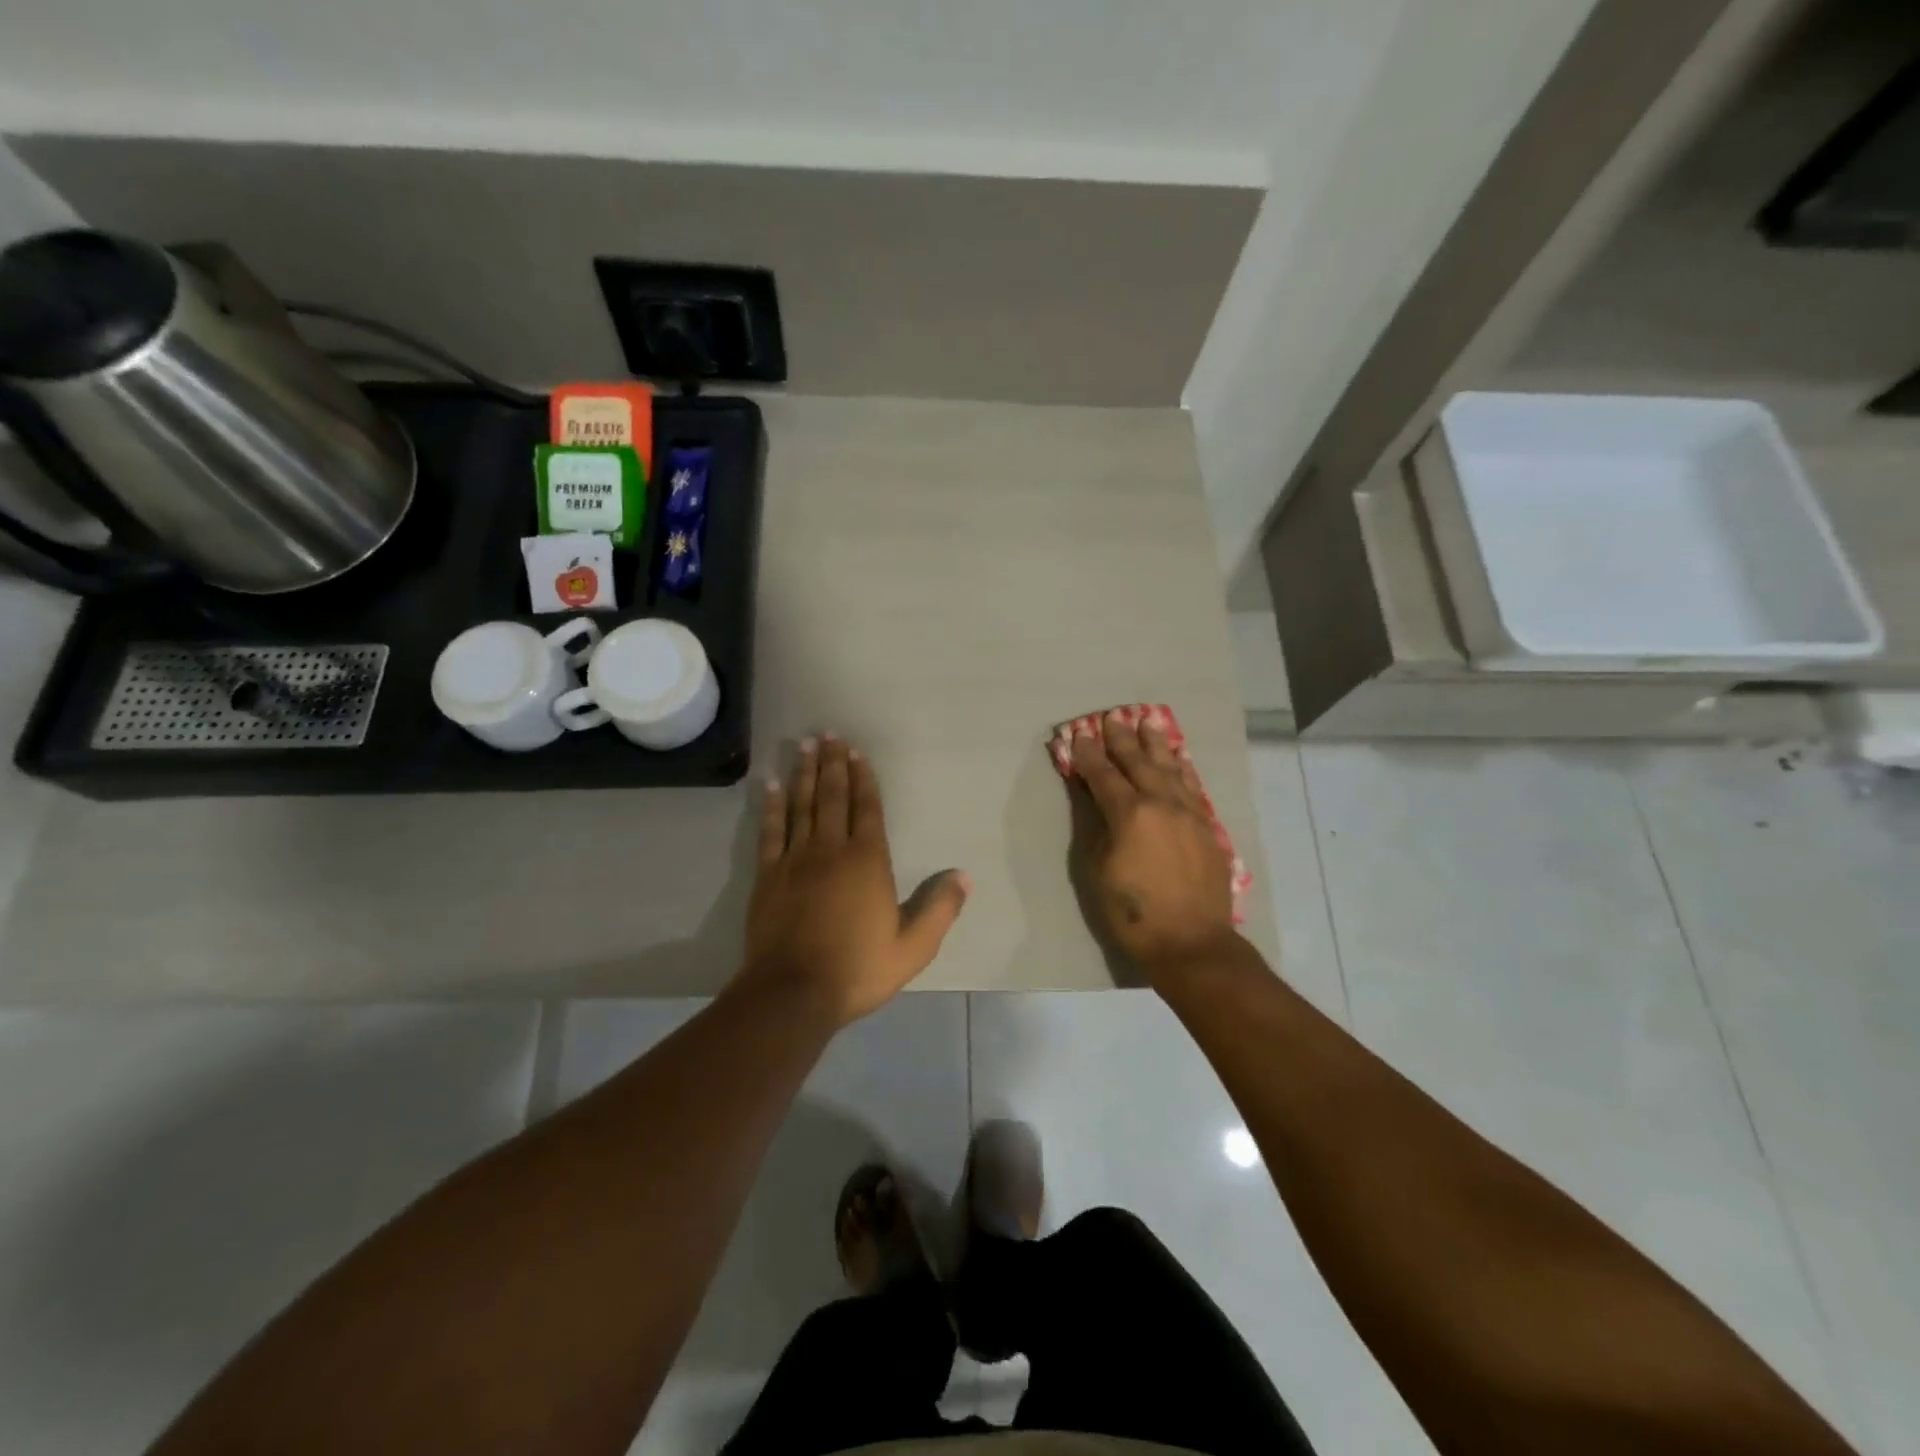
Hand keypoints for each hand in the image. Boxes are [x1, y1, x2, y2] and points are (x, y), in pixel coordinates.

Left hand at [739, 735, 968, 1026]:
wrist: (793, 993)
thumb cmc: (858, 969)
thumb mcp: (913, 947)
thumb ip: (940, 908)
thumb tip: (965, 875)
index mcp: (868, 862)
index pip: (867, 810)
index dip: (864, 780)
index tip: (858, 754)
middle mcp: (831, 850)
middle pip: (832, 798)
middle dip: (833, 764)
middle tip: (830, 735)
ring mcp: (795, 860)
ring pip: (801, 806)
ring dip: (804, 774)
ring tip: (804, 745)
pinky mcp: (768, 875)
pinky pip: (770, 831)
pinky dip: (772, 806)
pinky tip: (771, 785)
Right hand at [1071, 711, 1237, 978]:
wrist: (1190, 942)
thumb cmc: (1132, 912)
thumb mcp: (1097, 869)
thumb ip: (1095, 825)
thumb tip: (1090, 794)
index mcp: (1130, 813)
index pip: (1104, 775)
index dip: (1088, 754)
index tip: (1079, 734)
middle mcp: (1162, 804)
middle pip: (1138, 763)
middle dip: (1122, 739)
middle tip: (1112, 716)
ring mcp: (1189, 813)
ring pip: (1170, 768)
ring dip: (1156, 744)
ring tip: (1147, 721)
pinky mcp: (1206, 827)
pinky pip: (1193, 787)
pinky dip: (1182, 768)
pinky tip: (1178, 758)